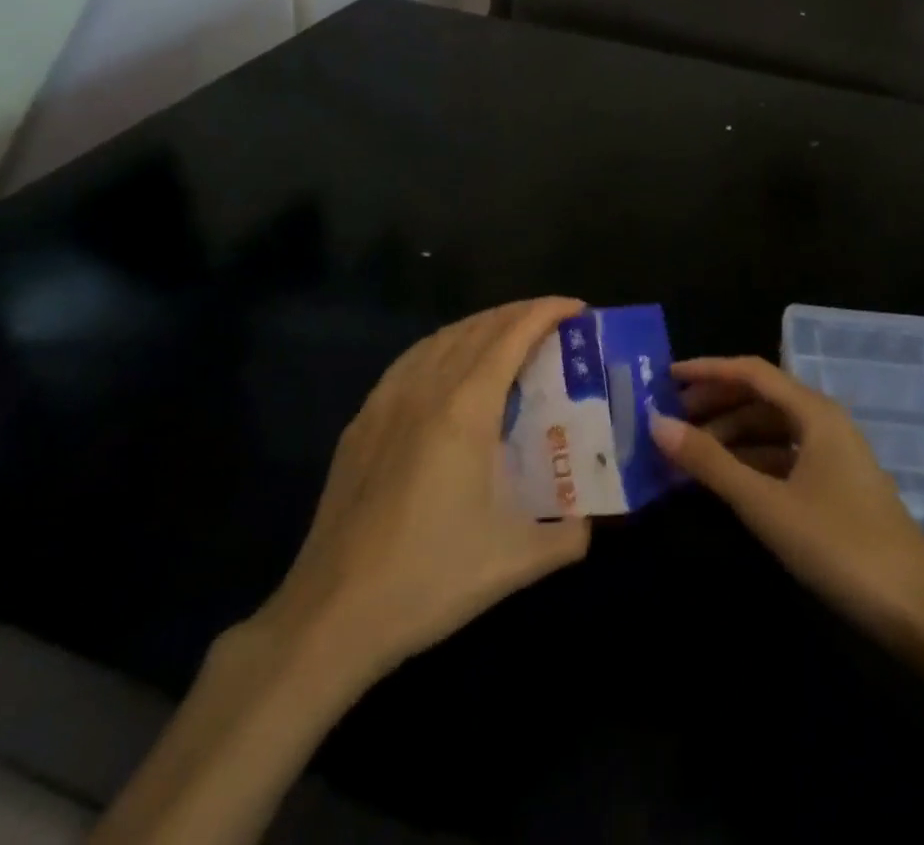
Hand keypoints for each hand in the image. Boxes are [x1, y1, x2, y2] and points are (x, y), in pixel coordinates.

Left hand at [248, 298, 591, 682]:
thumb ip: (567, 536)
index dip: (546, 312)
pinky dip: (442, 346)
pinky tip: (448, 365)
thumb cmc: (429, 579)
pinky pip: (410, 361)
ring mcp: (386, 402)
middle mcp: (425, 390)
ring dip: (481, 326)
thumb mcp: (515, 561)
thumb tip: (591, 522)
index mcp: (465, 409)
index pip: (511, 336)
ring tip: (508, 336)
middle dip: (519, 314)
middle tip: (553, 323)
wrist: (332, 615)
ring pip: (440, 339)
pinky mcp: (361, 422)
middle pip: (477, 328)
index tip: (577, 308)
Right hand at [652, 357, 923, 649]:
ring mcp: (835, 457)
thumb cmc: (840, 546)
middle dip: (716, 405)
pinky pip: (786, 458)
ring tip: (690, 455)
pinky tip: (728, 482)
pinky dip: (753, 462)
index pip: (752, 372)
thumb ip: (711, 462)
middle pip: (762, 398)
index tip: (667, 378)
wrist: (921, 613)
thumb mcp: (766, 504)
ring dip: (732, 437)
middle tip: (672, 421)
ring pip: (773, 430)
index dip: (709, 370)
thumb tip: (657, 424)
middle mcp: (826, 423)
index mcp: (815, 412)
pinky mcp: (838, 488)